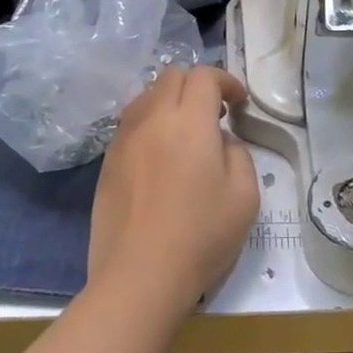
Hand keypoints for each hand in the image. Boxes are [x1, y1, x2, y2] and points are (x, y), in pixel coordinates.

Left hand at [87, 66, 259, 313]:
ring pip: (146, 97)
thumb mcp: (244, 194)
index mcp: (189, 121)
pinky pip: (130, 124)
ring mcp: (123, 139)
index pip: (204, 75)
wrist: (140, 276)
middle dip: (197, 85)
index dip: (226, 81)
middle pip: (171, 76)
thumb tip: (219, 141)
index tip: (238, 103)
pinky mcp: (107, 162)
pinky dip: (150, 124)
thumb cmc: (202, 235)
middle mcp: (152, 119)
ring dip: (170, 102)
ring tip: (185, 133)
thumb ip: (237, 153)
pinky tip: (161, 156)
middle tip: (214, 114)